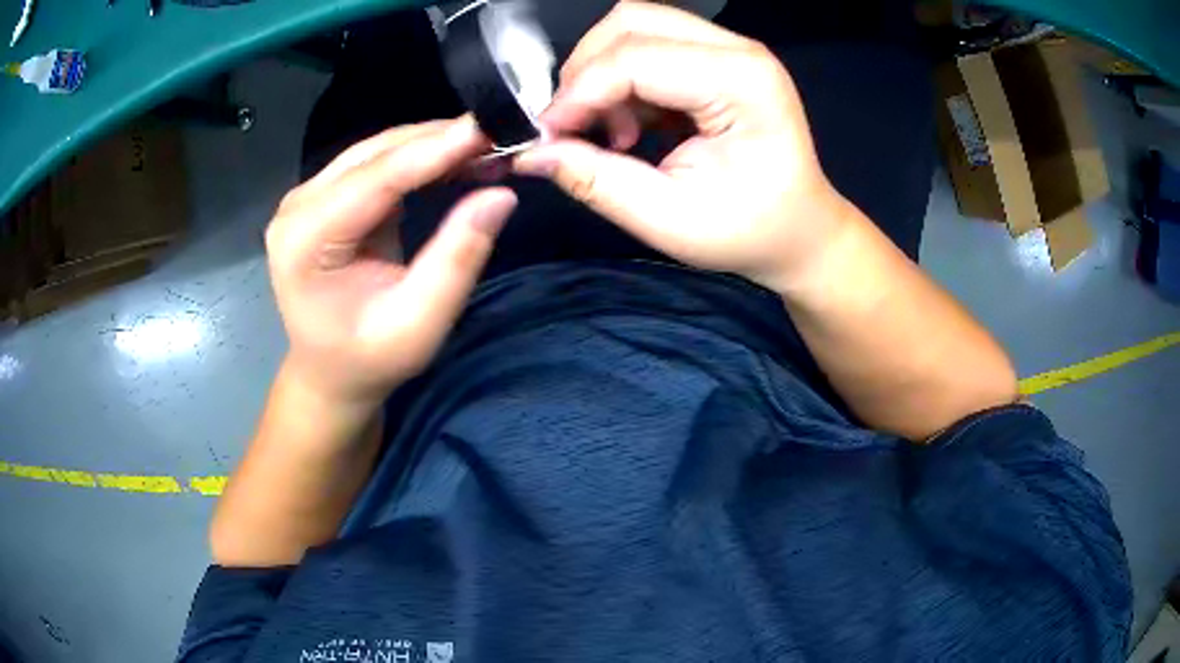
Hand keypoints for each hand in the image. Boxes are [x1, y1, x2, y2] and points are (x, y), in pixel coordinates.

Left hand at [265, 117, 516, 410]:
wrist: (330, 372)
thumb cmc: (369, 359)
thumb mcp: (419, 323)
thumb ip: (457, 258)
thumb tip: (501, 194)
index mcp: (305, 241)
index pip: (376, 180)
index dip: (435, 151)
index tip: (490, 129)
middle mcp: (299, 207)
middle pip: (375, 155)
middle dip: (439, 141)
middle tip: (500, 136)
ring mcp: (308, 197)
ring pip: (378, 151)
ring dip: (432, 144)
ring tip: (486, 146)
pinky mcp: (325, 196)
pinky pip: (377, 163)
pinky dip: (419, 158)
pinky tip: (455, 158)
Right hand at [515, 1, 852, 292]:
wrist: (800, 231)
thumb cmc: (750, 232)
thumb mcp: (669, 219)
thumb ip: (596, 180)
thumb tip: (531, 153)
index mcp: (743, 83)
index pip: (635, 59)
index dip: (578, 94)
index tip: (546, 137)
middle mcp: (738, 49)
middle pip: (631, 22)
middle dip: (585, 72)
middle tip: (574, 129)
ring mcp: (729, 48)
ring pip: (635, 27)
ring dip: (601, 73)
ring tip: (611, 133)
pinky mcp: (716, 58)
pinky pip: (648, 46)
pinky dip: (621, 81)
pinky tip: (630, 126)